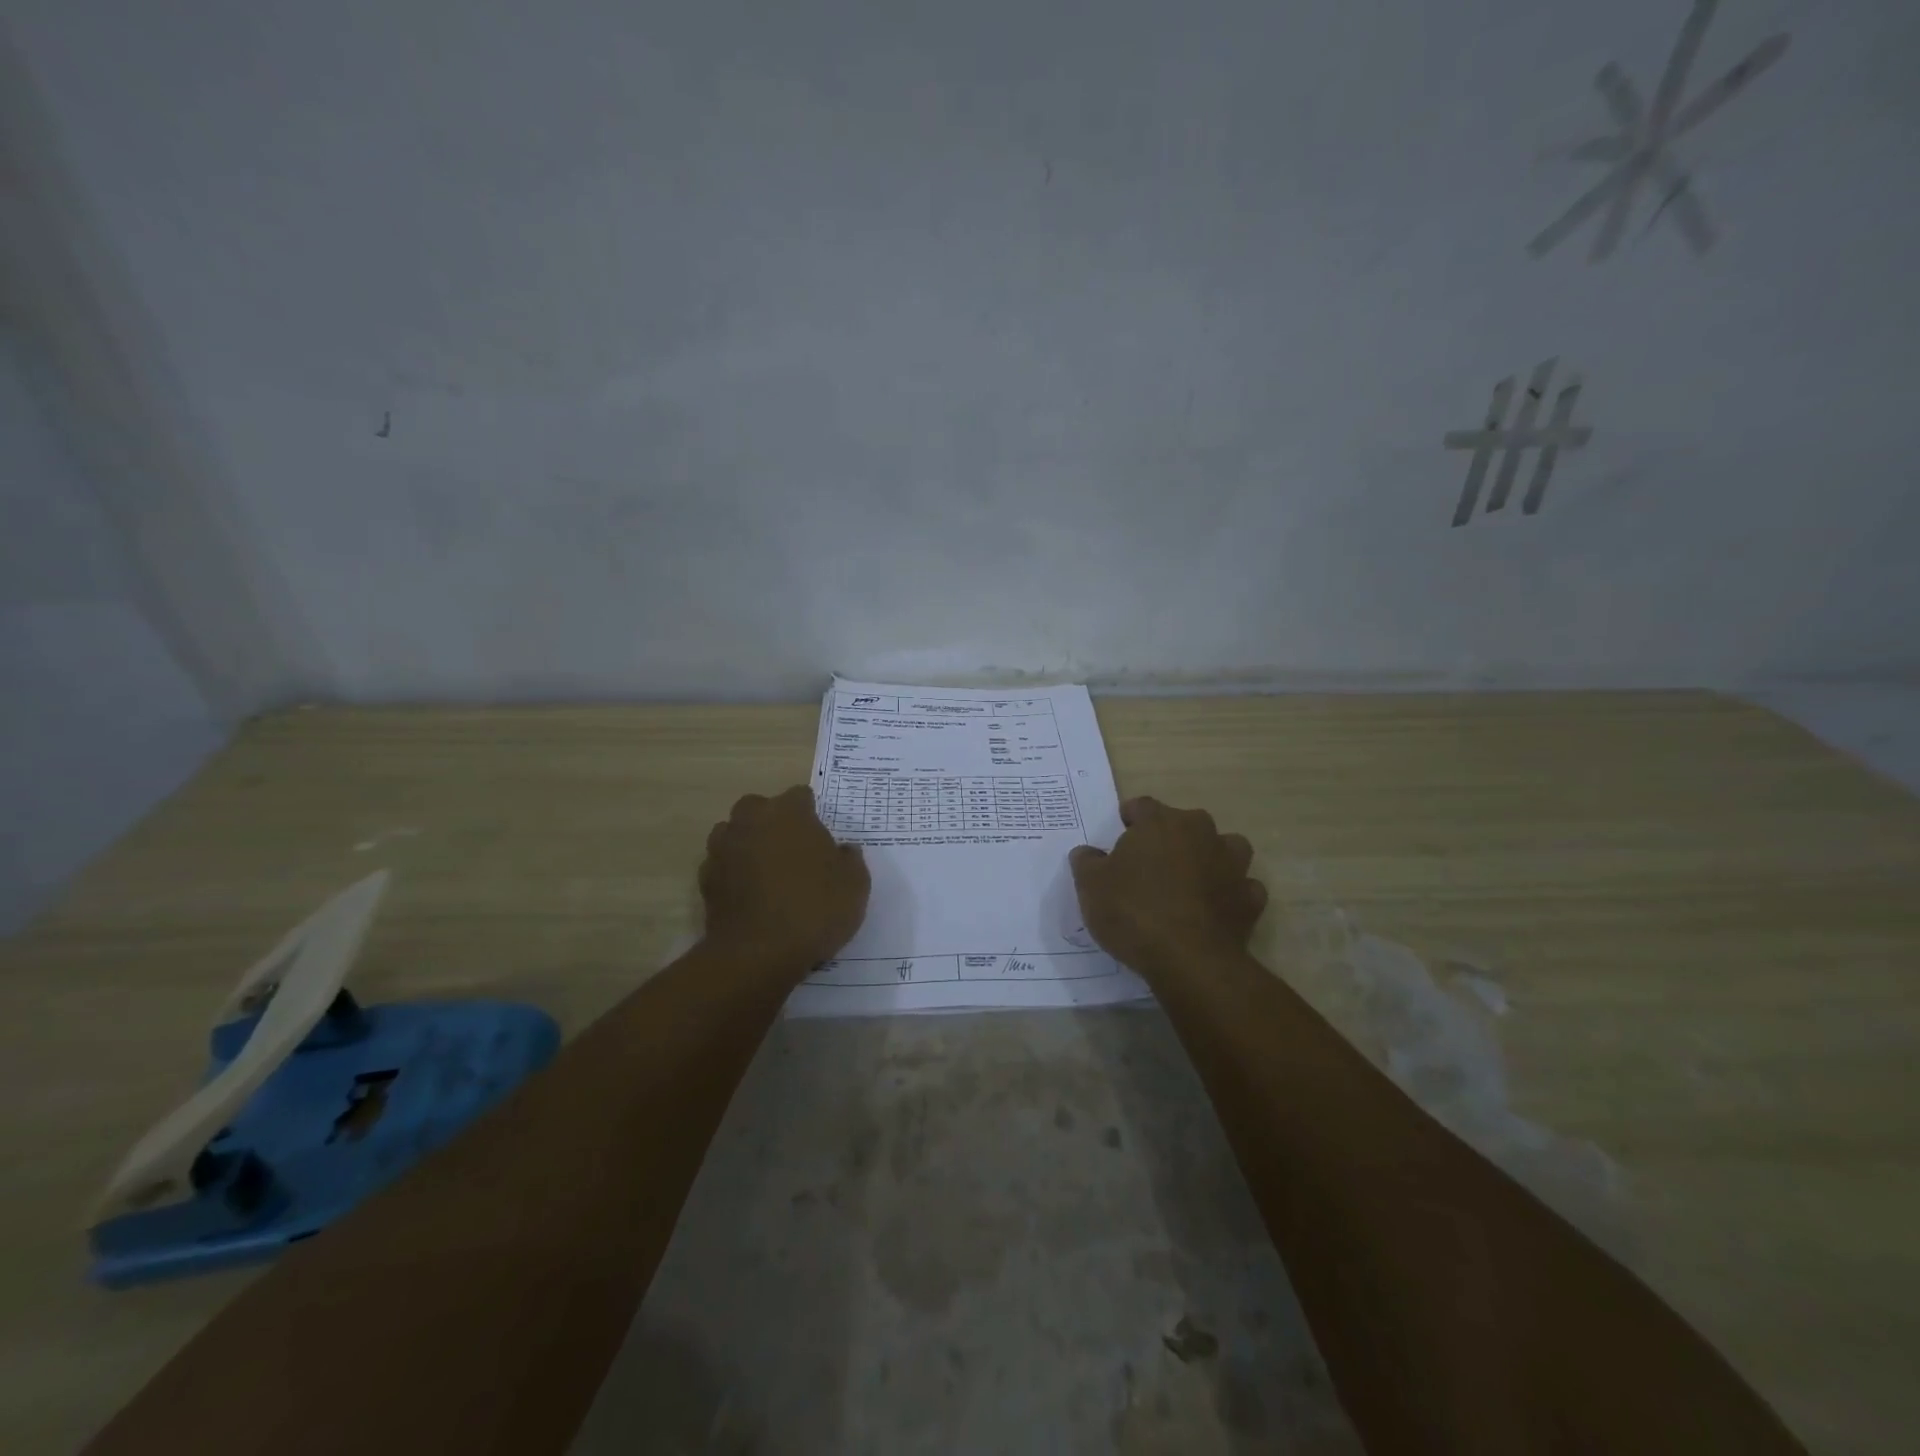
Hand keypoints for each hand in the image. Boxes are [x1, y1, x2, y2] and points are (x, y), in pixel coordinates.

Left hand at [700, 785, 869, 968]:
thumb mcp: (855, 884)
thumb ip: (850, 859)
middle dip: (773, 822)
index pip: (800, 796)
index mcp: (788, 813)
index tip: (822, 836)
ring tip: (768, 871)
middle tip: (793, 850)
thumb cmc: (814, 909)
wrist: (758, 954)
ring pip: (734, 833)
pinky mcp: (706, 880)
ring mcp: (723, 849)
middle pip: (759, 808)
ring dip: (748, 844)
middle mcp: (751, 821)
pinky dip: (733, 874)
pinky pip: (722, 866)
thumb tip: (843, 850)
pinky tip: (750, 895)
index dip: (812, 813)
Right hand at [1069, 797, 1266, 975]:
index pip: (1142, 806)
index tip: (1120, 834)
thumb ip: (1087, 862)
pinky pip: (1242, 887)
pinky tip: (1216, 909)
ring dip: (1210, 858)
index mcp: (1160, 823)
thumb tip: (1087, 852)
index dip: (1129, 818)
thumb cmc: (1133, 912)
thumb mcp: (1091, 886)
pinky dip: (1231, 894)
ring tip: (1190, 880)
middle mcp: (1200, 833)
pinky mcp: (1250, 899)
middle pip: (1185, 823)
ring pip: (1225, 847)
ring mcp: (1232, 864)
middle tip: (1149, 864)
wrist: (1189, 959)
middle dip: (1169, 837)